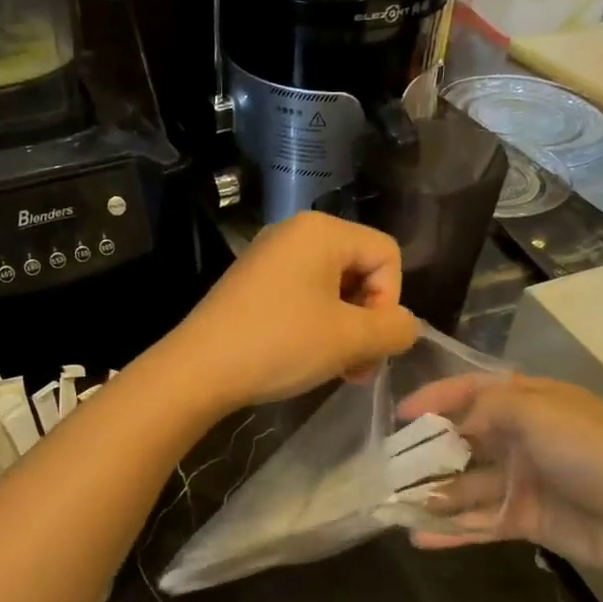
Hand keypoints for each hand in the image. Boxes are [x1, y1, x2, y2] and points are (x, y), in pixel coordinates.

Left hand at [161, 213, 418, 411]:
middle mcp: (295, 232)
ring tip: (338, 370)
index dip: (389, 300)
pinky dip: (316, 326)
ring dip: (345, 330)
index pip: (387, 254)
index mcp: (322, 230)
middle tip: (358, 367)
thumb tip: (404, 326)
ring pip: (332, 288)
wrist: (198, 368)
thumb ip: (395, 329)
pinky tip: (308, 358)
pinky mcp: (253, 282)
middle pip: (360, 269)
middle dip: (367, 320)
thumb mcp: (350, 339)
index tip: (368, 340)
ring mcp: (270, 256)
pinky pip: (303, 295)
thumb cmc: (280, 344)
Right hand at [396, 374, 602, 584]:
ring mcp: (525, 480)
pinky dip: (452, 530)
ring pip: (468, 485)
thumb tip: (451, 424)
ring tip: (394, 505)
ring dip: (434, 494)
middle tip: (389, 466)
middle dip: (428, 452)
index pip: (473, 391)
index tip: (399, 415)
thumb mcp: (537, 411)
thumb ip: (486, 408)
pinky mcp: (527, 519)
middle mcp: (524, 437)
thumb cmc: (591, 452)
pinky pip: (481, 521)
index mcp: (531, 402)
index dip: (436, 398)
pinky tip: (419, 537)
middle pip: (465, 440)